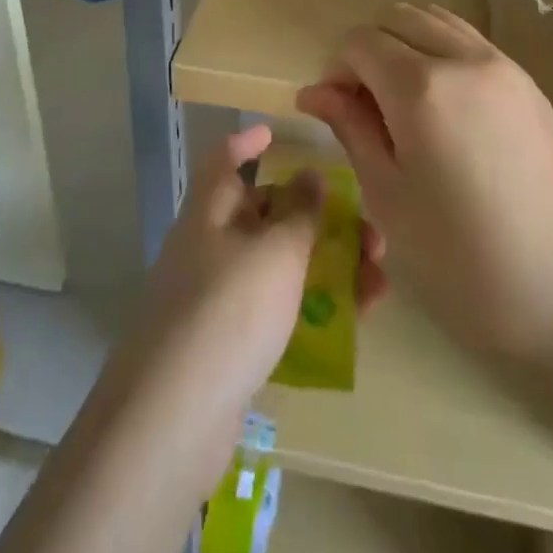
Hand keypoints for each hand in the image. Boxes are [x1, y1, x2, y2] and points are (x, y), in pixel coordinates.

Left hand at [115, 125, 385, 473]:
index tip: (275, 133)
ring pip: (279, 266)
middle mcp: (209, 247)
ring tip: (379, 277)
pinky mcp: (228, 346)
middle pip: (264, 215)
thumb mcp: (276, 251)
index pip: (223, 161)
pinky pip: (278, 310)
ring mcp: (217, 298)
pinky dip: (314, 306)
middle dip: (316, 216)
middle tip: (366, 226)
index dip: (247, 143)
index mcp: (210, 212)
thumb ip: (301, 211)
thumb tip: (310, 175)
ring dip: (328, 264)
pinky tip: (357, 319)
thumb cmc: (229, 310)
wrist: (173, 419)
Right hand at [296, 4, 552, 375]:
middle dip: (368, 51)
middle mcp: (464, 59)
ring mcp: (505, 67)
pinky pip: (471, 44)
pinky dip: (442, 55)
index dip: (336, 70)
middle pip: (397, 18)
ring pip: (437, 21)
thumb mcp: (390, 199)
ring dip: (406, 46)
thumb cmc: (465, 263)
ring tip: (403, 104)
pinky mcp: (531, 85)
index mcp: (422, 87)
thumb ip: (352, 130)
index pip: (359, 42)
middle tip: (364, 108)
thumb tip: (314, 92)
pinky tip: (445, 111)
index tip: (333, 113)